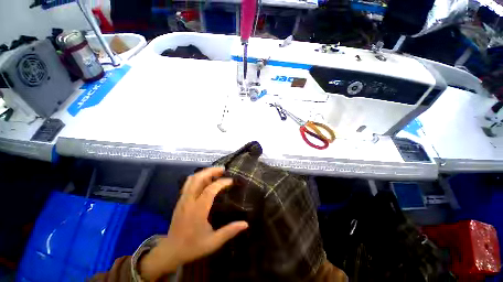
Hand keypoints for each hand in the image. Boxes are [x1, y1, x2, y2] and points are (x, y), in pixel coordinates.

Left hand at [140, 167, 248, 280]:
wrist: (170, 251)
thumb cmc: (192, 247)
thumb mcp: (213, 242)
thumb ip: (229, 231)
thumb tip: (245, 224)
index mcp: (198, 211)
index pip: (210, 190)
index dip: (222, 182)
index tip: (232, 181)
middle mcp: (189, 201)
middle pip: (198, 178)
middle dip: (211, 171)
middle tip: (223, 170)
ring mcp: (183, 199)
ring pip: (192, 179)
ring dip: (204, 172)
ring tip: (216, 172)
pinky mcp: (180, 200)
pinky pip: (188, 183)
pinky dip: (198, 177)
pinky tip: (206, 180)